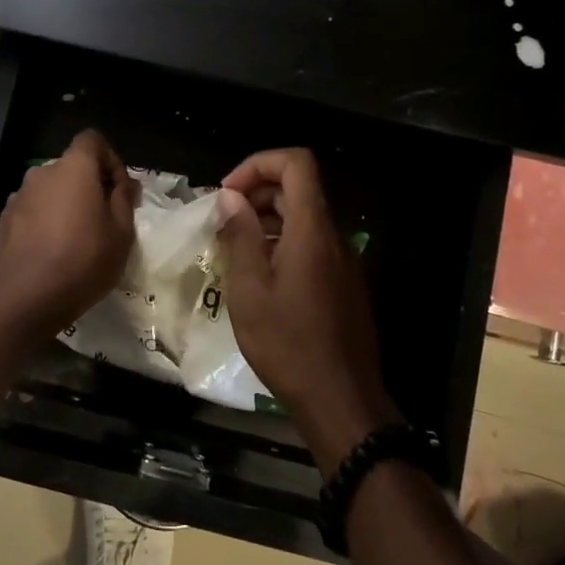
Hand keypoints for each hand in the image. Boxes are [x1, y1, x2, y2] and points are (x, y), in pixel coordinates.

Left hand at [0, 130, 138, 336]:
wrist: (25, 298)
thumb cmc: (83, 261)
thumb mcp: (121, 233)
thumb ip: (124, 199)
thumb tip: (125, 183)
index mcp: (73, 168)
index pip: (92, 139)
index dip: (110, 159)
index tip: (119, 190)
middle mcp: (41, 173)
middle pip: (70, 167)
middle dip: (88, 186)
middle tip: (103, 219)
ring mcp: (17, 197)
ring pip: (49, 191)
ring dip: (64, 205)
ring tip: (75, 240)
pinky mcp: (2, 221)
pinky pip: (30, 212)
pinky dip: (43, 223)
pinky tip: (50, 253)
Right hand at [217, 149, 400, 470]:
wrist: (341, 400)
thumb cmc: (288, 344)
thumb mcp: (249, 290)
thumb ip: (240, 236)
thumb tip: (230, 197)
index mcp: (311, 231)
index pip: (296, 163)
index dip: (259, 164)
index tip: (228, 192)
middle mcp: (333, 237)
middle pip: (298, 188)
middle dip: (255, 192)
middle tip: (221, 221)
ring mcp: (343, 261)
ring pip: (304, 217)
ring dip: (266, 219)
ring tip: (233, 247)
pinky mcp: (344, 283)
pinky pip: (312, 244)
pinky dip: (282, 242)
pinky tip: (258, 275)